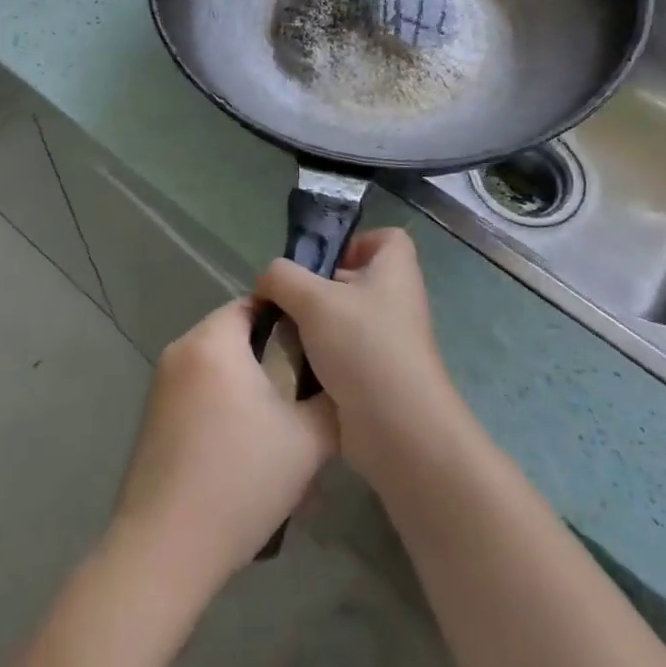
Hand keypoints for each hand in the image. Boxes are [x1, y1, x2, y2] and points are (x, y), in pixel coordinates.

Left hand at [107, 297, 337, 597]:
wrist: (164, 550)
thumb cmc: (239, 480)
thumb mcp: (307, 441)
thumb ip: (332, 401)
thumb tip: (343, 383)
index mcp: (212, 341)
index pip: (256, 302)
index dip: (292, 319)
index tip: (321, 346)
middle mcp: (181, 351)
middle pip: (237, 335)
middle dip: (274, 358)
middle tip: (309, 391)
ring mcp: (161, 385)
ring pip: (220, 368)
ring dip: (252, 388)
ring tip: (285, 428)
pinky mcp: (154, 418)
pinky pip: (200, 394)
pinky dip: (227, 408)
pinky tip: (250, 453)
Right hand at [254, 229, 466, 488]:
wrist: (397, 428)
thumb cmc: (362, 346)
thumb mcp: (312, 299)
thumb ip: (282, 277)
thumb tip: (268, 279)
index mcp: (395, 271)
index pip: (385, 238)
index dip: (355, 242)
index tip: (322, 261)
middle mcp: (397, 301)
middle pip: (356, 279)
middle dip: (318, 287)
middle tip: (285, 300)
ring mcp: (389, 341)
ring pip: (344, 320)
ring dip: (314, 327)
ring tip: (283, 335)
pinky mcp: (377, 376)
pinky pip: (343, 355)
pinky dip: (320, 359)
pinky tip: (294, 368)